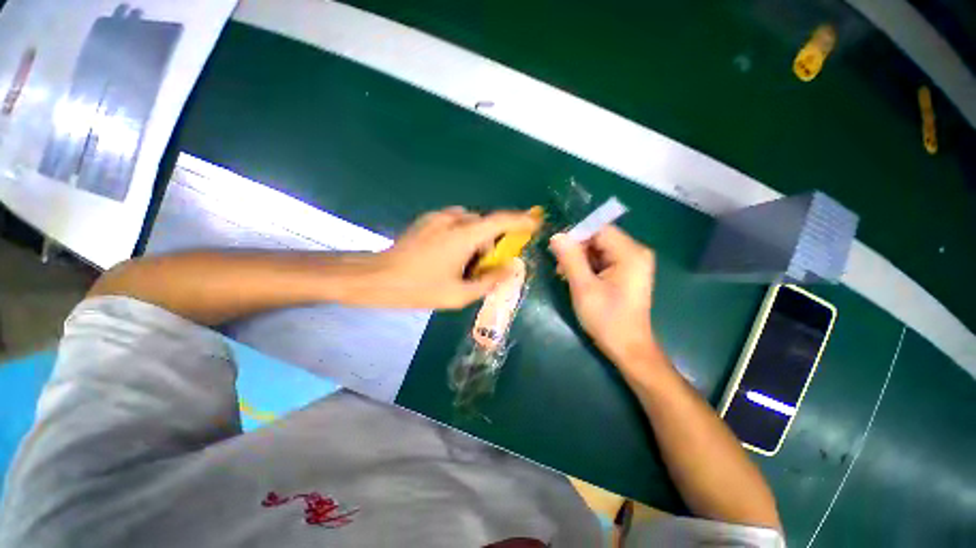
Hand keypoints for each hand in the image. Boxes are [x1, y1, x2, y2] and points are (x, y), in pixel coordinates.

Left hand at [374, 207, 540, 308]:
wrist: (377, 277)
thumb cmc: (419, 288)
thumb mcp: (458, 294)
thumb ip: (489, 282)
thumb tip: (510, 269)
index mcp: (464, 235)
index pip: (501, 220)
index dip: (521, 220)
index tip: (535, 224)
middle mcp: (454, 219)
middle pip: (485, 223)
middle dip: (492, 242)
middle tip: (485, 265)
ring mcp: (438, 217)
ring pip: (470, 223)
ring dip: (476, 239)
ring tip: (464, 263)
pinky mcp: (428, 220)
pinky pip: (455, 223)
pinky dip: (462, 235)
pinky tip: (449, 255)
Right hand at [549, 225, 656, 365]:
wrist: (628, 347)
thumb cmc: (606, 319)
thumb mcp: (583, 287)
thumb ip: (570, 259)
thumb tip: (557, 236)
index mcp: (630, 253)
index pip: (598, 230)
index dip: (576, 237)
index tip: (558, 253)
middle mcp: (636, 252)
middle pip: (599, 238)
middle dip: (577, 251)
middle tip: (560, 269)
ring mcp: (633, 262)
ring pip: (599, 249)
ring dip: (580, 260)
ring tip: (567, 277)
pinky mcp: (628, 272)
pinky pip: (604, 260)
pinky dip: (589, 267)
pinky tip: (579, 280)